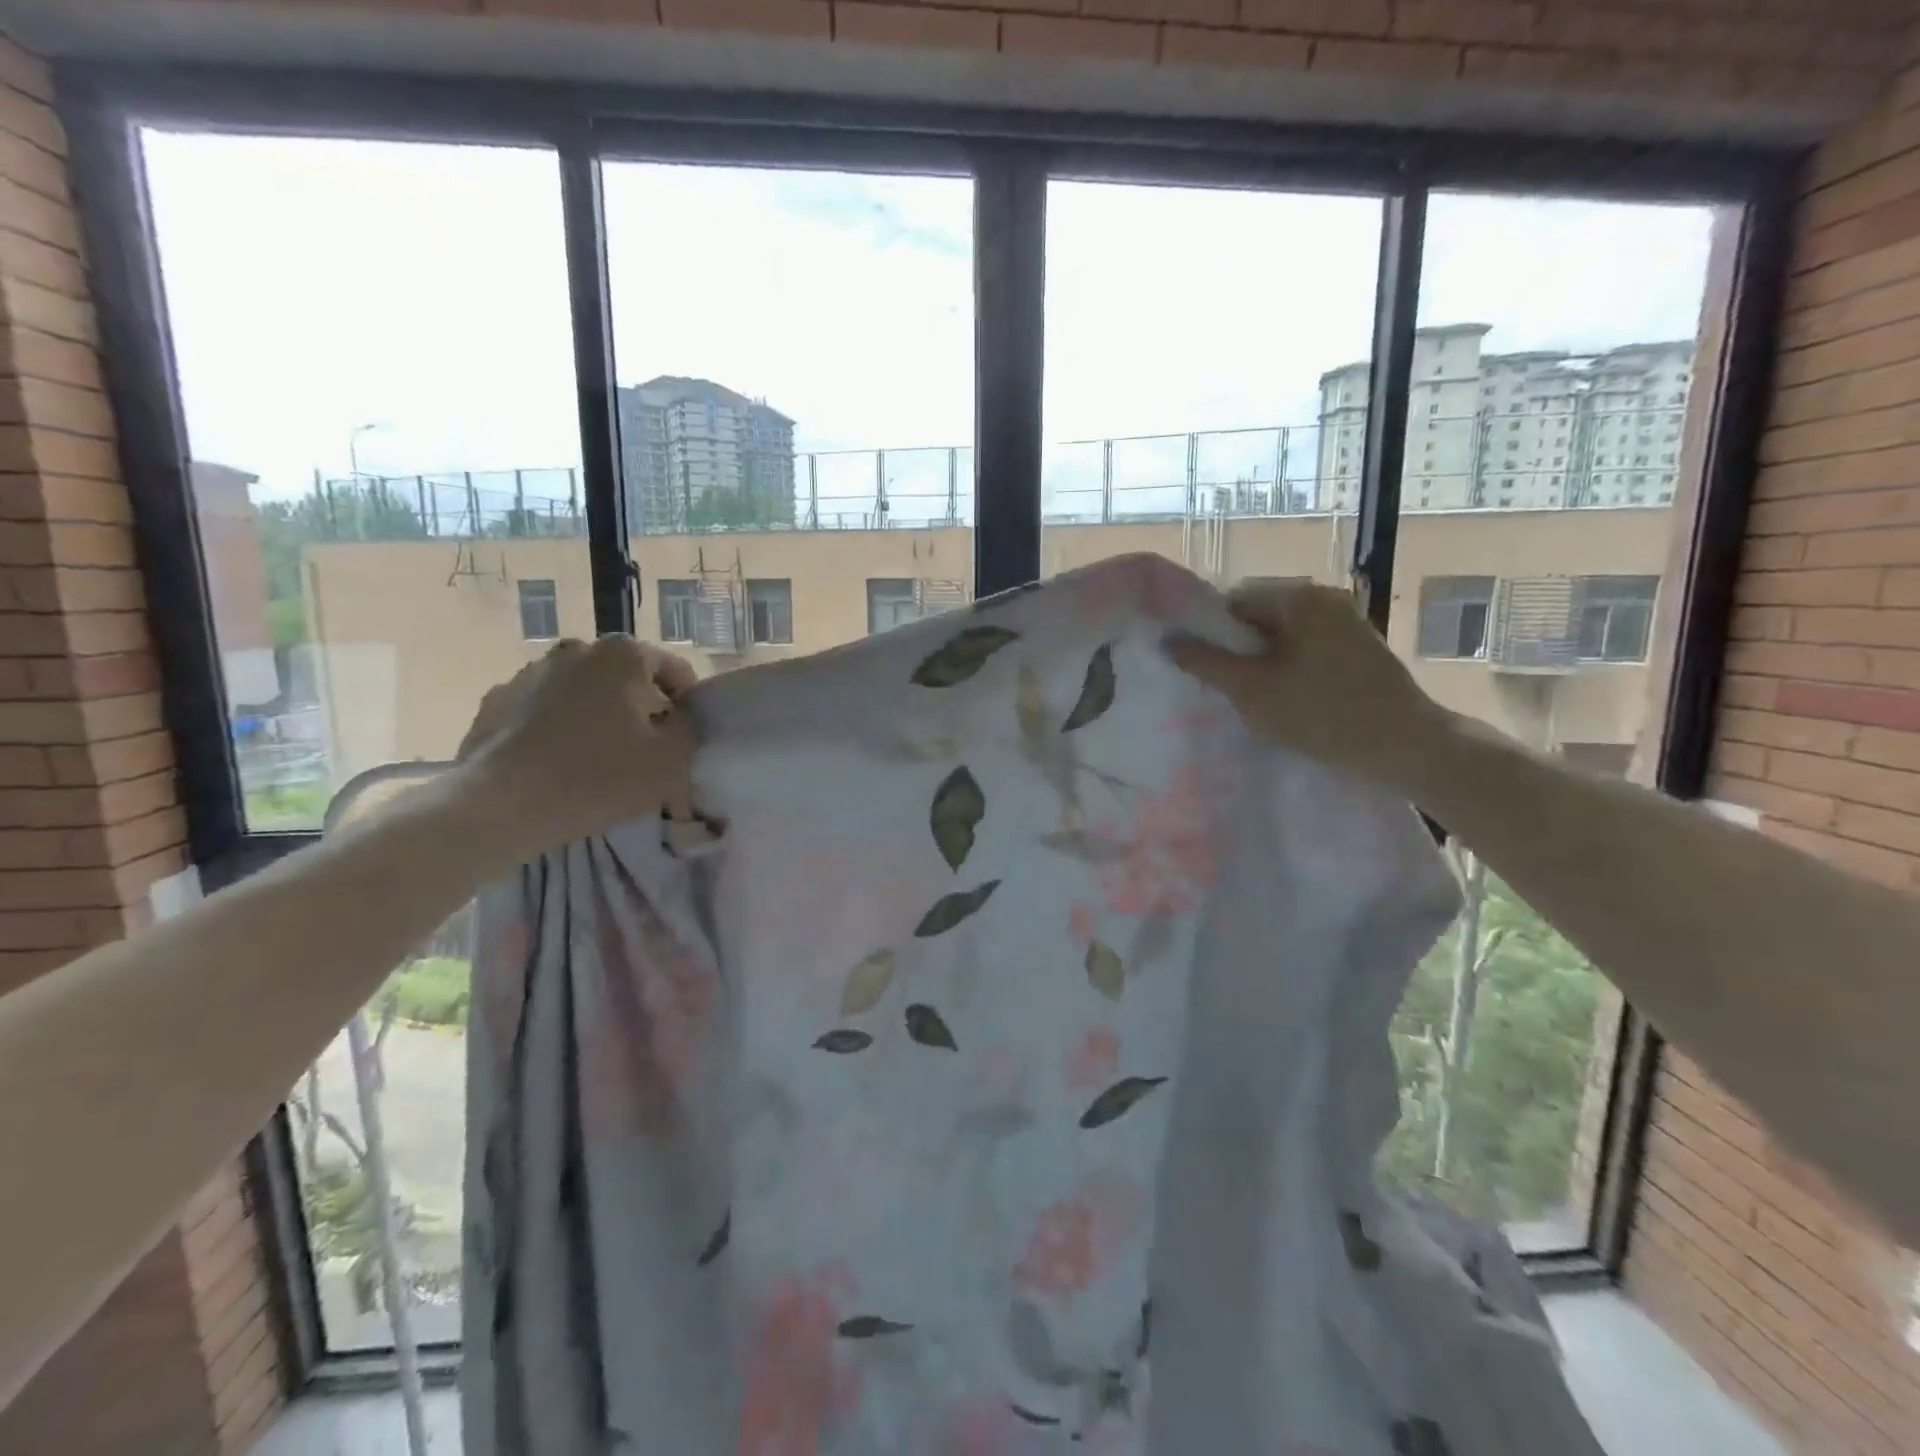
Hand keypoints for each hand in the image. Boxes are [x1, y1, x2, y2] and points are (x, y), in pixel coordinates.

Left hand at [454, 636, 698, 858]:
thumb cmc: (597, 778)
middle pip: (627, 677)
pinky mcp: (497, 700)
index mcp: (624, 655)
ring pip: (583, 690)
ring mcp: (530, 672)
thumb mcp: (672, 760)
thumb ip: (689, 728)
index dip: (687, 705)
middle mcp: (576, 650)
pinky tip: (556, 762)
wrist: (499, 807)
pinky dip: (557, 727)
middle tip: (642, 751)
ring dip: (597, 714)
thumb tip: (679, 716)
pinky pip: (544, 709)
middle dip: (639, 707)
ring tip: (596, 758)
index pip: (676, 671)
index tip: (682, 740)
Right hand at [1166, 581, 1453, 788]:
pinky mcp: (1359, 649)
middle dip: (1236, 650)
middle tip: (1225, 689)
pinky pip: (1305, 649)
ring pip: (1281, 636)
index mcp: (1300, 597)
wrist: (1406, 748)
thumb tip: (1168, 640)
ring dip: (1261, 663)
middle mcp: (1325, 598)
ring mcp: (1346, 622)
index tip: (1201, 669)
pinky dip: (1287, 669)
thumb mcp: (1251, 690)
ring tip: (1254, 699)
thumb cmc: (1322, 714)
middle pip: (1258, 616)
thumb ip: (1205, 662)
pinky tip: (1285, 700)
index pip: (1234, 600)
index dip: (1210, 633)